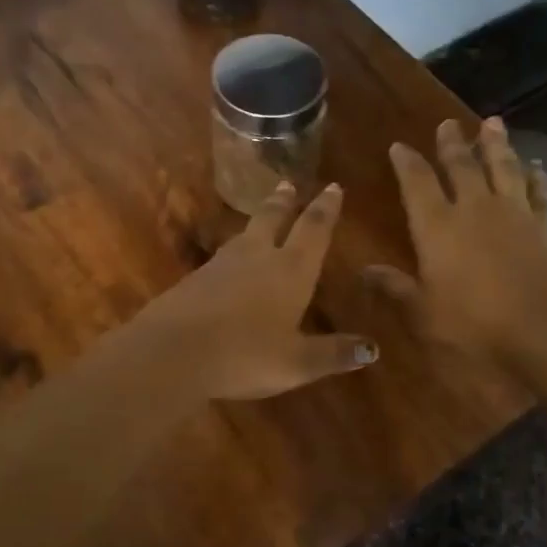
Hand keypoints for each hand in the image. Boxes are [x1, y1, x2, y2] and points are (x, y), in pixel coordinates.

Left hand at [139, 181, 377, 400]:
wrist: (173, 351)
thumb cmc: (245, 355)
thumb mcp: (297, 363)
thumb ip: (334, 353)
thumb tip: (372, 349)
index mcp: (290, 270)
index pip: (313, 230)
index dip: (326, 208)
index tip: (333, 187)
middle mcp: (257, 257)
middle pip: (273, 219)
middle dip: (285, 202)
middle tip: (289, 184)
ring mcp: (221, 265)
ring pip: (245, 234)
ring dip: (257, 221)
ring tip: (263, 216)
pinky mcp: (194, 279)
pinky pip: (222, 257)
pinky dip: (234, 252)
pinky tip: (229, 263)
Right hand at [366, 117, 546, 364]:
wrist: (544, 327)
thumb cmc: (474, 323)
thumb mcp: (423, 312)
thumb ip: (395, 288)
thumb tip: (364, 271)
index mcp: (437, 227)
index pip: (417, 184)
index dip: (406, 163)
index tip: (399, 146)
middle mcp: (474, 209)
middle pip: (461, 166)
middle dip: (451, 144)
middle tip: (448, 123)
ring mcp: (514, 214)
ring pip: (503, 168)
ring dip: (496, 145)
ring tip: (493, 123)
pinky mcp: (545, 226)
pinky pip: (539, 193)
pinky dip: (536, 177)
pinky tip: (536, 167)